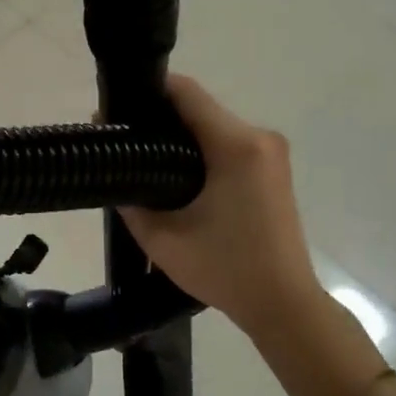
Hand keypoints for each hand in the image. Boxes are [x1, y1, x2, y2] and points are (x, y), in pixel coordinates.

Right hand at [119, 75, 323, 336]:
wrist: (282, 303)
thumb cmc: (224, 269)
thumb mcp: (162, 238)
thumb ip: (130, 199)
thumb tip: (112, 167)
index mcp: (236, 146)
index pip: (186, 93)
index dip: (147, 92)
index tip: (115, 108)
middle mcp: (259, 137)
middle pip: (199, 108)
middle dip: (159, 117)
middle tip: (122, 139)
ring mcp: (271, 152)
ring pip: (213, 125)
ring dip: (179, 135)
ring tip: (143, 158)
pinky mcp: (272, 168)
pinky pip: (228, 143)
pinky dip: (200, 150)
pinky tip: (176, 174)